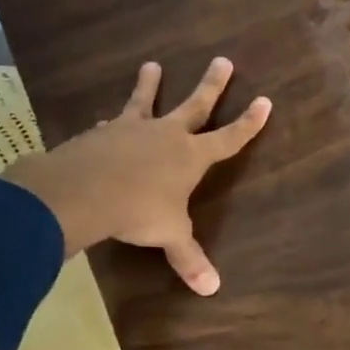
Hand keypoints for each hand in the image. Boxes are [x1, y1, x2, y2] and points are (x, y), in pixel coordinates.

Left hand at [4, 57, 269, 294]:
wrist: (84, 191)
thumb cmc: (138, 211)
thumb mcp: (169, 236)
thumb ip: (189, 258)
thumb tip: (212, 290)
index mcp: (191, 157)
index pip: (229, 138)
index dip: (248, 123)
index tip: (265, 101)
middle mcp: (166, 136)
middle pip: (194, 105)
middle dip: (211, 85)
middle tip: (222, 59)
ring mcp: (131, 130)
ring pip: (145, 102)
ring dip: (150, 85)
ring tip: (151, 65)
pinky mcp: (101, 134)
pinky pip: (111, 124)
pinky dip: (112, 123)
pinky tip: (105, 121)